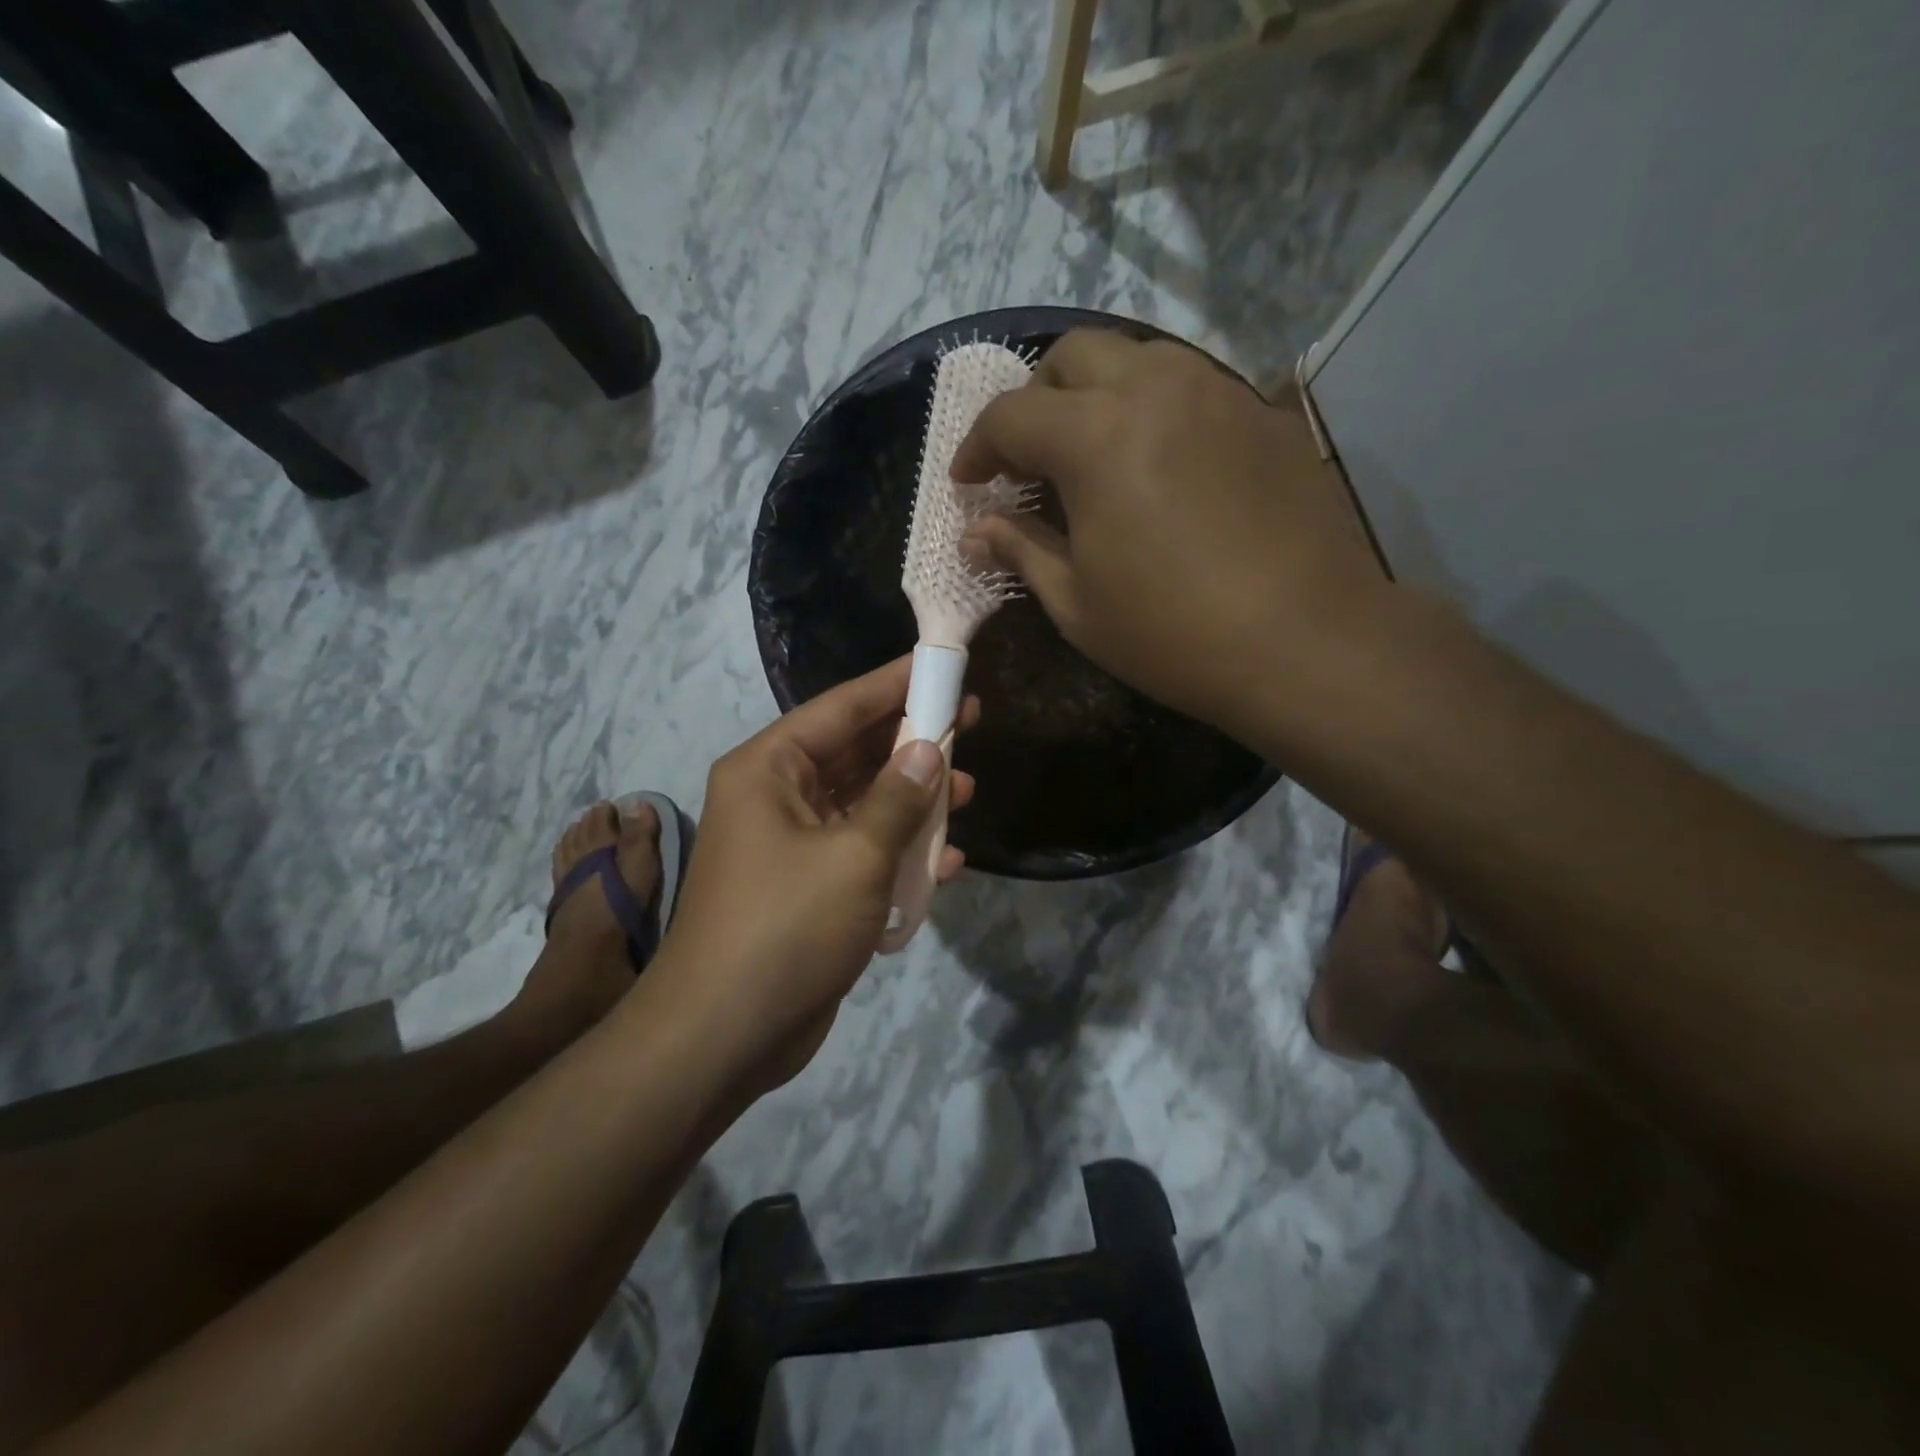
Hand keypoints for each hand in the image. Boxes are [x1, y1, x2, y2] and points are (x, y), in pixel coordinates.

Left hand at [646, 657, 977, 1099]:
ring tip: (968, 793)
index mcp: (769, 769)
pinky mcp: (809, 888)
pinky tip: (947, 861)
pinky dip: (900, 852)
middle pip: (855, 753)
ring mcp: (792, 845)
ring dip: (913, 801)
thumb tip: (929, 749)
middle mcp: (776, 797)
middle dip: (912, 743)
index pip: (841, 708)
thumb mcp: (854, 855)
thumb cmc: (786, 926)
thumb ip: (898, 798)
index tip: (940, 665)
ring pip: (863, 804)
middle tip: (970, 724)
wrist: (724, 1035)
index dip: (894, 684)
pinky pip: (861, 852)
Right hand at [953, 330, 1385, 737]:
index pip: (1011, 415)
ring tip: (1093, 455)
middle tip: (1028, 459)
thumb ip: (1021, 551)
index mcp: (1096, 436)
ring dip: (1097, 394)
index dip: (977, 447)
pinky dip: (1155, 410)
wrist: (1304, 643)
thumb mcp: (1076, 603)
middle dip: (1035, 400)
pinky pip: (1192, 387)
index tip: (969, 483)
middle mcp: (1156, 389)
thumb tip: (977, 534)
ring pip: (1138, 358)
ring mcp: (1219, 393)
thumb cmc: (1172, 634)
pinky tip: (1161, 466)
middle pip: (1073, 355)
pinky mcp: (1263, 414)